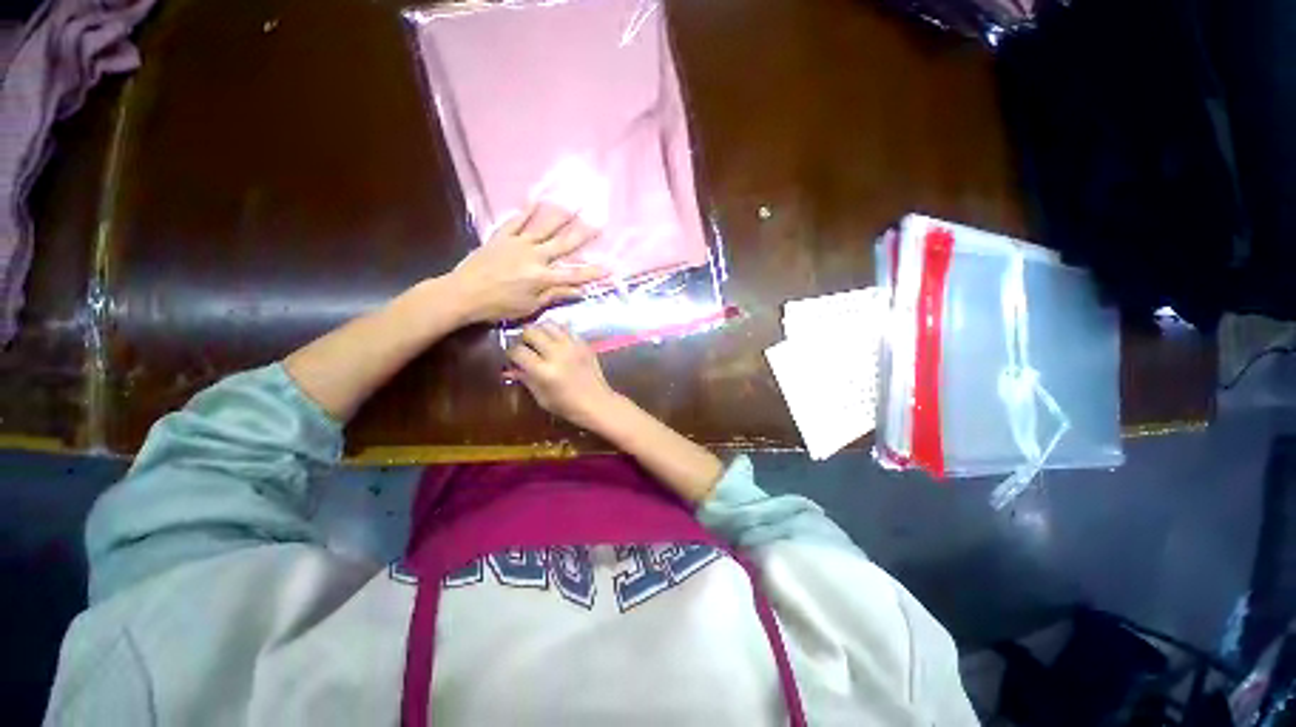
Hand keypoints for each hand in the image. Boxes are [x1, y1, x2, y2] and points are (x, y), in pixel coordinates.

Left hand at [449, 203, 607, 324]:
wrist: (463, 294)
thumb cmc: (499, 306)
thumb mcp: (530, 306)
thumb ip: (555, 295)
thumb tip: (579, 290)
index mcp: (542, 277)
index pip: (574, 275)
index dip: (593, 272)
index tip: (611, 266)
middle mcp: (535, 256)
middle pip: (564, 244)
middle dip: (584, 234)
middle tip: (599, 221)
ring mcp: (518, 243)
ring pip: (544, 227)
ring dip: (561, 214)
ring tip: (575, 201)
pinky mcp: (502, 236)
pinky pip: (516, 221)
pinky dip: (526, 210)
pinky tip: (537, 198)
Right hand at [506, 323, 619, 429]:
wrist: (597, 403)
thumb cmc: (567, 406)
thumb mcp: (541, 397)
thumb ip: (526, 379)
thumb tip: (511, 368)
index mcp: (544, 371)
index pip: (518, 351)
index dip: (511, 354)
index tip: (513, 358)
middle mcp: (557, 354)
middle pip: (532, 331)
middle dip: (524, 337)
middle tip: (526, 346)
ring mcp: (572, 346)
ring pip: (549, 324)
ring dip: (541, 330)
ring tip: (540, 340)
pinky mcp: (584, 344)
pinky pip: (567, 329)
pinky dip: (558, 332)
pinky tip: (557, 341)